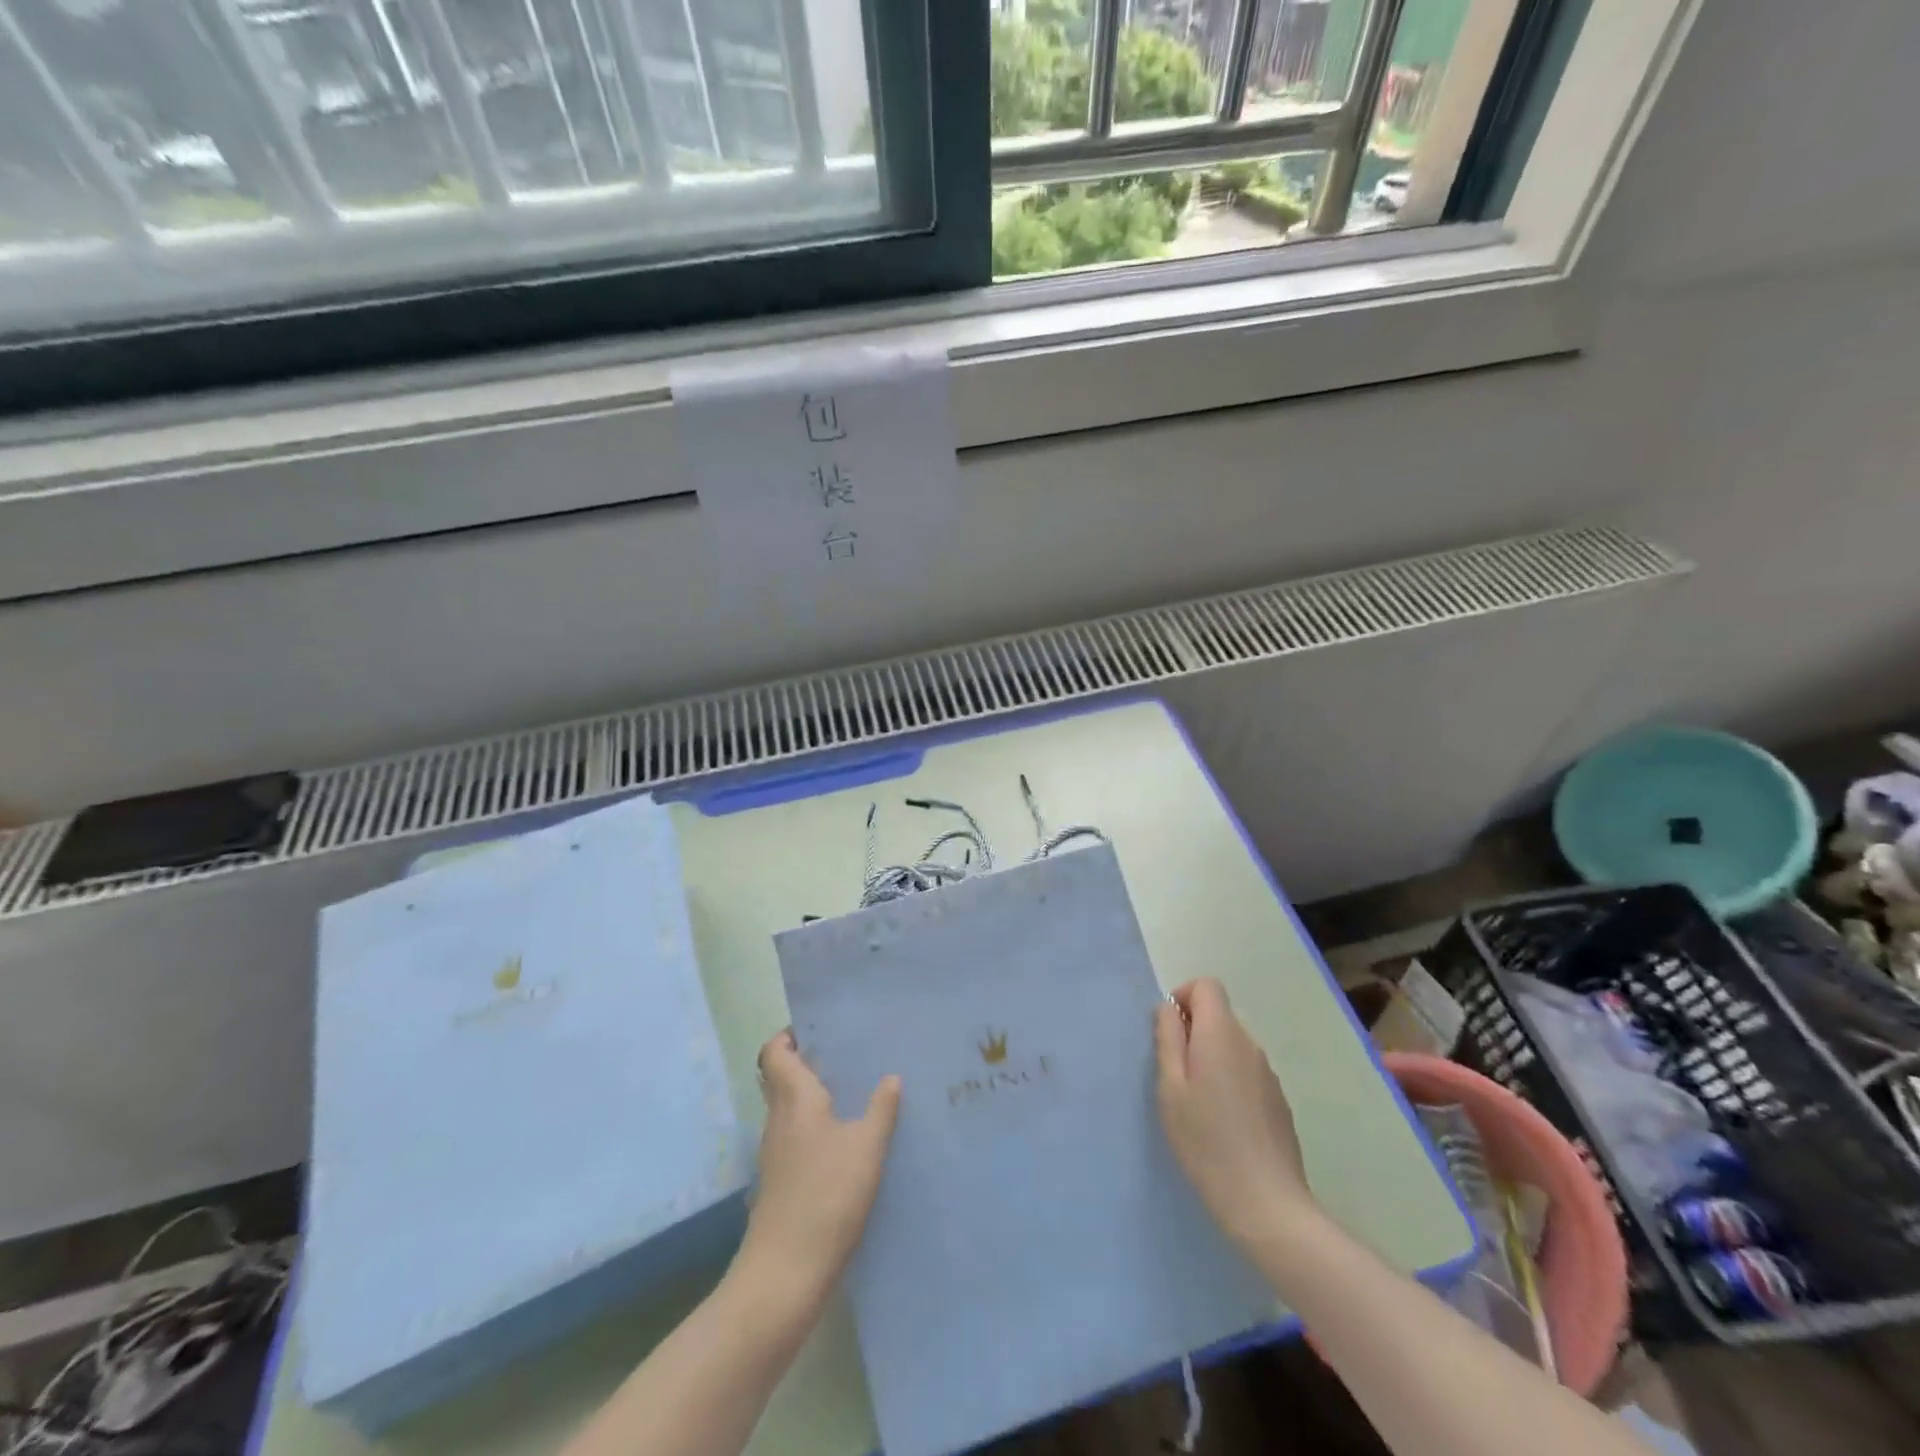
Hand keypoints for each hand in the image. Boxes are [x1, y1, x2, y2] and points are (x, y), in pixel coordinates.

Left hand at [735, 1030, 900, 1312]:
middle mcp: (777, 1119)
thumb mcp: (867, 1148)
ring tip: (853, 1092)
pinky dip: (814, 1128)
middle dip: (808, 1062)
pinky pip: (795, 1136)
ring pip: (789, 1108)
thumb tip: (891, 1077)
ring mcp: (774, 1153)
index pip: (774, 1052)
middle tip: (846, 1056)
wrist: (785, 1274)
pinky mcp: (779, 1181)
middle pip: (781, 1077)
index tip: (818, 1028)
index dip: (789, 1035)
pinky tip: (845, 1140)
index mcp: (793, 1099)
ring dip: (813, 1096)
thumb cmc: (826, 1197)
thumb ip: (881, 1109)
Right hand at [1155, 979, 1317, 1253]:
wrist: (1266, 1203)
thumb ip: (1168, 1039)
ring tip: (1198, 1106)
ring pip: (1233, 1046)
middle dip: (1194, 1032)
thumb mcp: (1170, 1088)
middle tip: (1175, 1077)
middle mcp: (1250, 1044)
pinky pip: (1247, 1072)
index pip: (1207, 985)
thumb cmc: (1206, 1140)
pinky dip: (1230, 1082)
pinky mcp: (1279, 1101)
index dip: (1183, 997)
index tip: (1168, 1033)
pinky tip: (1224, 1125)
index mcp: (1221, 1033)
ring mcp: (1269, 1074)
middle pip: (1219, 1015)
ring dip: (1212, 1059)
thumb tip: (1169, 1008)